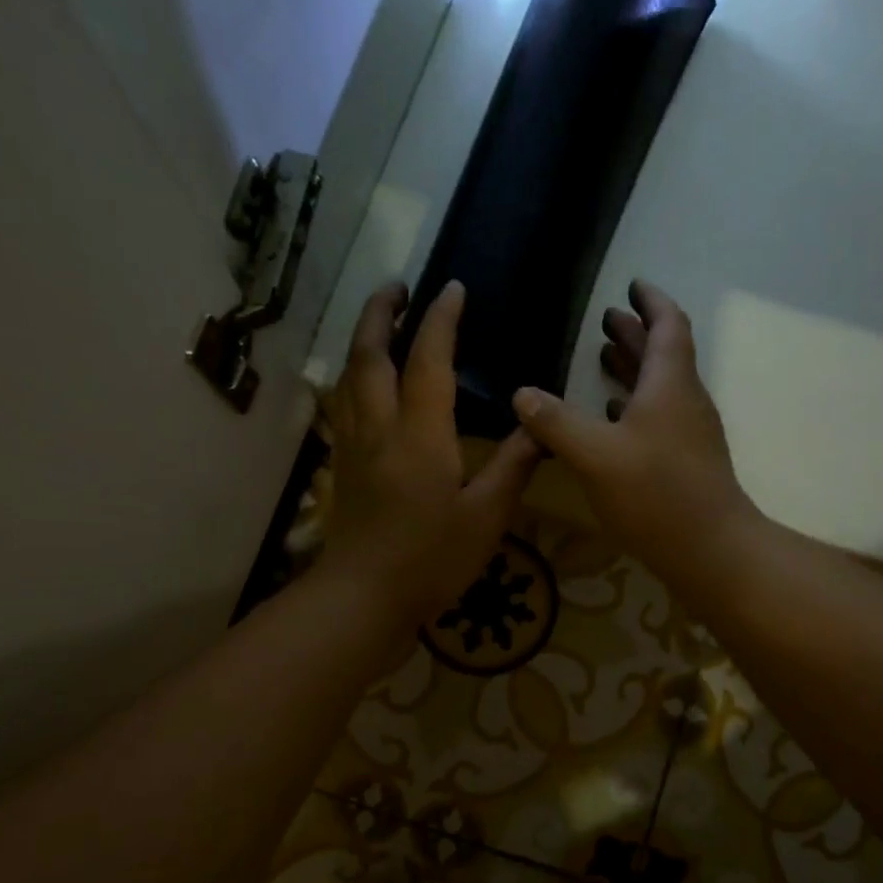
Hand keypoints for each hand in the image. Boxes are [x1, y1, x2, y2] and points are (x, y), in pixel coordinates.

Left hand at [321, 280, 539, 628]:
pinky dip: (352, 377)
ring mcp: (354, 446)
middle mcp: (379, 428)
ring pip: (349, 377)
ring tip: (379, 321)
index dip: (440, 320)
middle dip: (381, 312)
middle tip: (397, 286)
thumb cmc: (431, 559)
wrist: (364, 596)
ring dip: (362, 339)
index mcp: (420, 435)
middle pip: (370, 355)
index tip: (452, 288)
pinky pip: (343, 404)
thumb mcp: (486, 516)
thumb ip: (514, 466)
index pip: (429, 361)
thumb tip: (540, 425)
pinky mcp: (343, 466)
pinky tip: (362, 383)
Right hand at [510, 281, 759, 581]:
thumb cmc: (655, 493)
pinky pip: (658, 419)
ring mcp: (688, 434)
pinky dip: (634, 408)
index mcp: (669, 384)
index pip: (668, 325)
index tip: (631, 284)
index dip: (651, 302)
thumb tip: (522, 394)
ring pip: (659, 388)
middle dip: (635, 334)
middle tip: (606, 320)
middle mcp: (684, 401)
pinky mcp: (685, 463)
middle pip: (663, 355)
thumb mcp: (594, 455)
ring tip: (601, 360)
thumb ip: (555, 422)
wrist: (710, 549)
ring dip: (634, 370)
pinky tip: (611, 419)